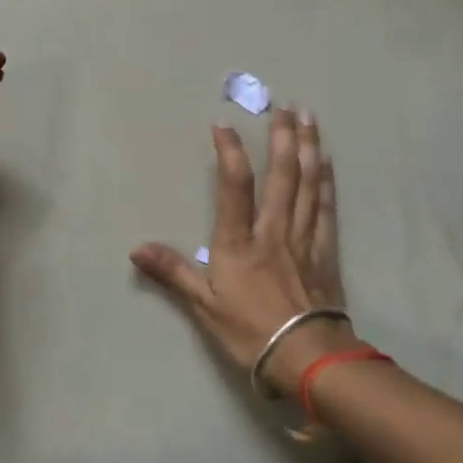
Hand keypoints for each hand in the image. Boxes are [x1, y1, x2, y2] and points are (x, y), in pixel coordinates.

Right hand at [132, 108, 356, 395]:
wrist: (308, 357)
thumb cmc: (251, 331)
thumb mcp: (204, 305)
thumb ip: (172, 271)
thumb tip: (135, 249)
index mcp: (240, 241)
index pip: (234, 186)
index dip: (229, 152)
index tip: (224, 125)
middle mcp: (273, 230)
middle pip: (281, 174)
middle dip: (282, 137)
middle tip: (284, 105)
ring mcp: (303, 237)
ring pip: (307, 183)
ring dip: (308, 147)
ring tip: (309, 117)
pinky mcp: (325, 251)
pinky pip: (325, 207)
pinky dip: (326, 180)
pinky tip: (327, 161)